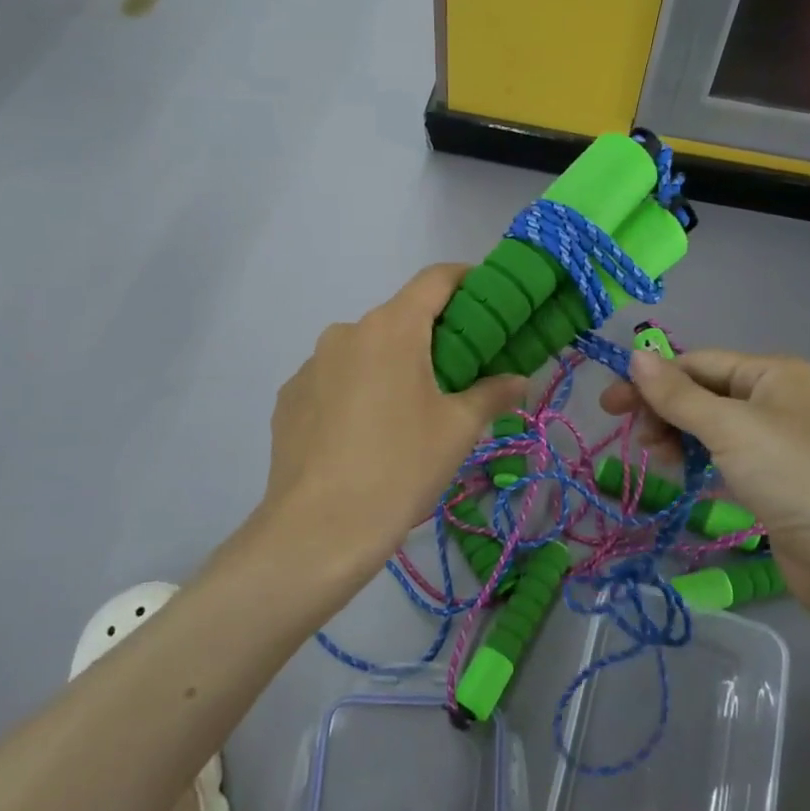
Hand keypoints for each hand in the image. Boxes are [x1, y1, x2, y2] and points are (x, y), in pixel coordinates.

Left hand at [254, 265, 527, 582]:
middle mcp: (346, 332)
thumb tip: (520, 379)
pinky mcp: (289, 398)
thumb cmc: (400, 468)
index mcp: (392, 328)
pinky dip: (356, 391)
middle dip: (431, 336)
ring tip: (408, 412)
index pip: (435, 279)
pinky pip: (334, 380)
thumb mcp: (457, 430)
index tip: (488, 297)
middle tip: (458, 371)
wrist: (318, 530)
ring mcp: (311, 365)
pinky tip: (364, 435)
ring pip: (364, 351)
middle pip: (399, 318)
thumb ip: (493, 394)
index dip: (466, 279)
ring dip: (390, 365)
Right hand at [601, 349, 809, 615]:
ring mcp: (777, 441)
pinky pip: (725, 457)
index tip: (610, 405)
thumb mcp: (728, 428)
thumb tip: (635, 356)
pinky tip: (681, 475)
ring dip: (678, 436)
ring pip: (711, 426)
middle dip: (664, 410)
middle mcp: (776, 398)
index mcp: (772, 373)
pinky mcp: (774, 480)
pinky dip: (699, 460)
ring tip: (656, 460)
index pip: (698, 363)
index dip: (652, 380)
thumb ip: (677, 394)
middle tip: (632, 437)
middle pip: (703, 393)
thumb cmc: (791, 476)